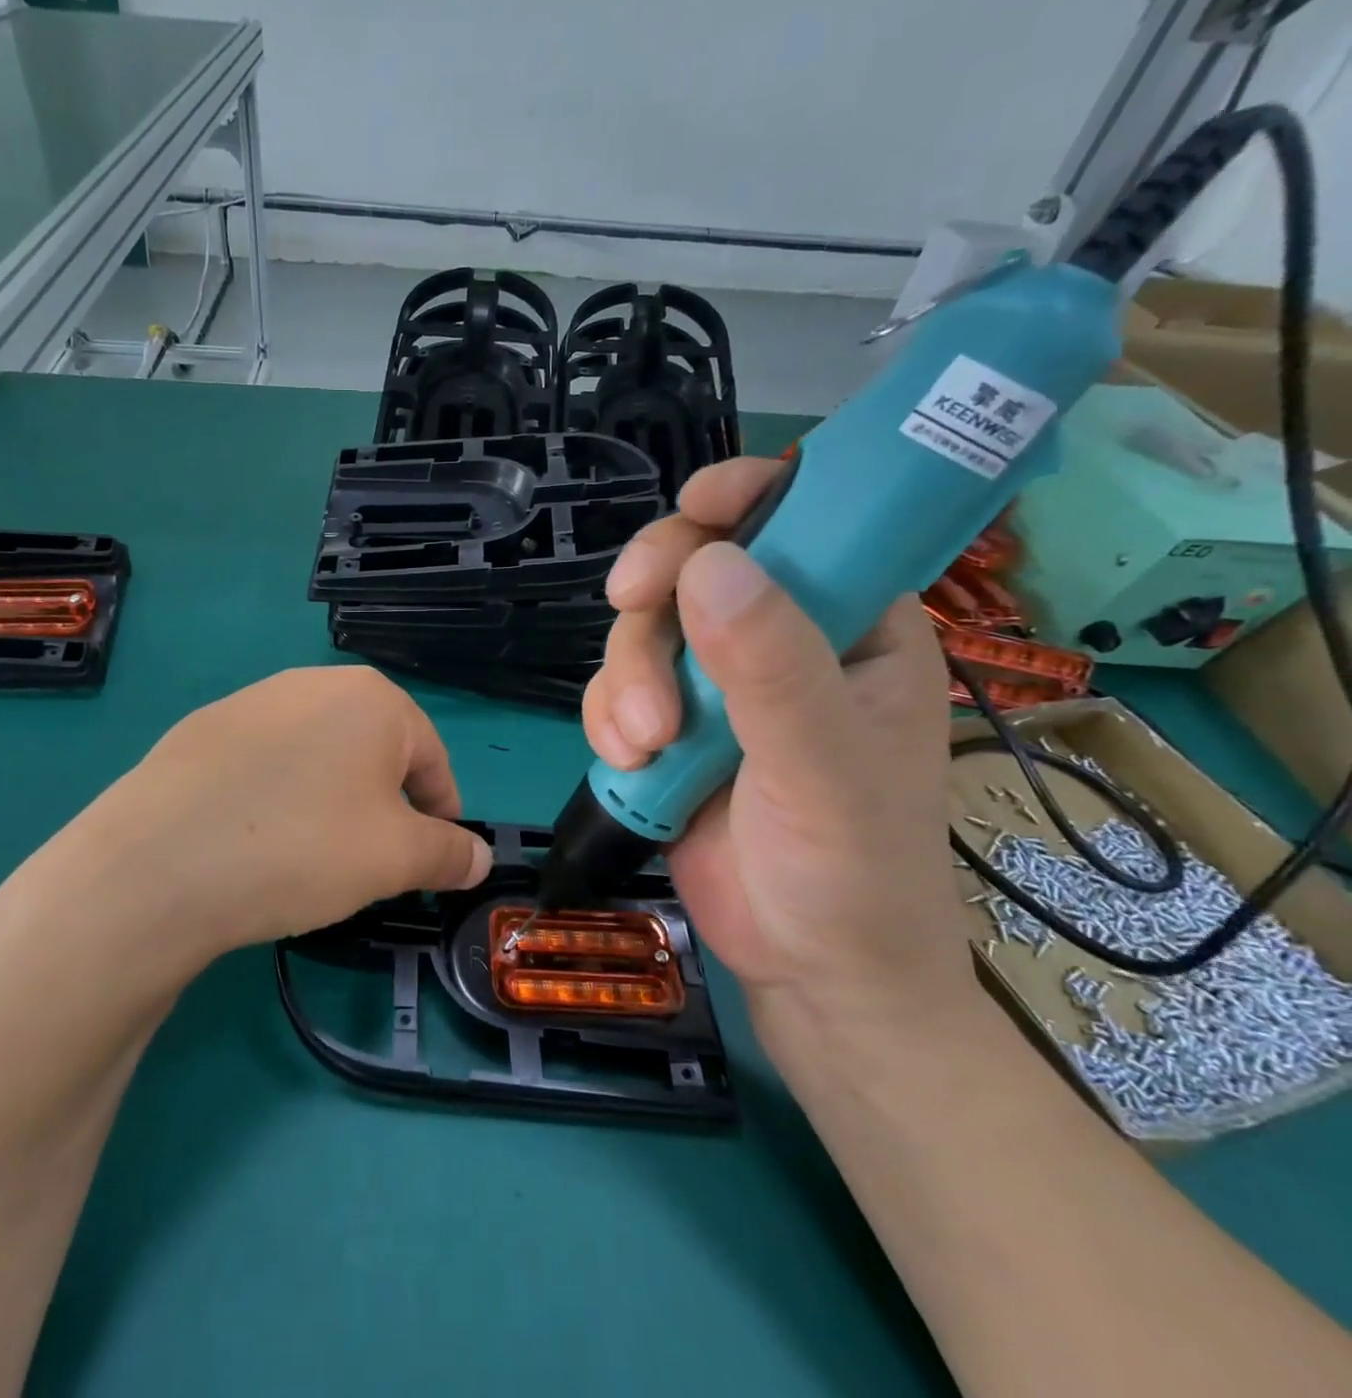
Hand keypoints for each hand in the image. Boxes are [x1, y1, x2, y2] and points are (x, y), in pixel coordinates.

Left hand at [11, 667, 491, 973]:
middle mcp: (311, 684)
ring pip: (317, 756)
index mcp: (371, 698)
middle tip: (374, 860)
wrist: (160, 863)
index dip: (441, 810)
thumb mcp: (395, 858)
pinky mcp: (201, 731)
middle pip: (372, 750)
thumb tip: (478, 859)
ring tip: (313, 853)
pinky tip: (256, 840)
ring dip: (331, 799)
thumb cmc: (302, 846)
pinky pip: (264, 764)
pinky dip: (278, 797)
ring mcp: (249, 702)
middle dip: (384, 805)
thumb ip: (447, 853)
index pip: (430, 756)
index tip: (434, 855)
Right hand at [583, 459, 971, 1031]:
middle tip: (630, 608)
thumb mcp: (824, 763)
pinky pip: (615, 687)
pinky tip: (630, 761)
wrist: (808, 970)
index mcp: (853, 623)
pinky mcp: (667, 727)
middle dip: (656, 597)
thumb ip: (771, 665)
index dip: (751, 493)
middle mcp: (780, 640)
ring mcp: (715, 685)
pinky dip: (609, 716)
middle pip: (695, 567)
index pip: (807, 520)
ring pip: (642, 630)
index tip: (697, 504)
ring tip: (643, 743)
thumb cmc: (853, 868)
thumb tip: (709, 562)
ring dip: (627, 675)